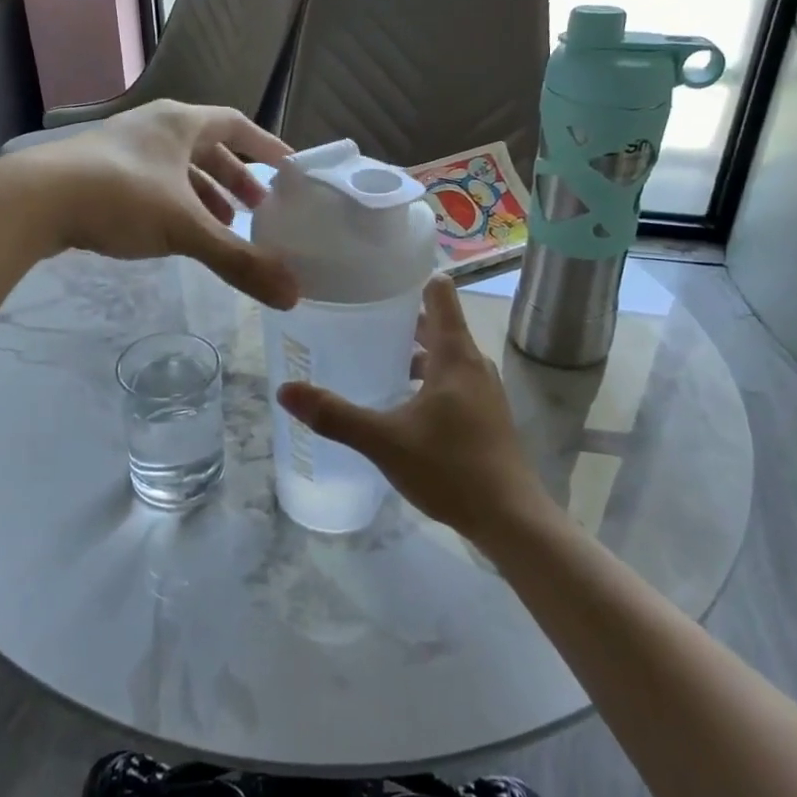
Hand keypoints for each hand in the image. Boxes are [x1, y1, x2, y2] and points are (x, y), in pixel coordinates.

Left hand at [2, 99, 298, 308]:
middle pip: (207, 148)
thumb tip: (294, 295)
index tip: (289, 170)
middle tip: (257, 210)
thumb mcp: (185, 230)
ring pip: (177, 168)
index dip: (265, 147)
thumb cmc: (119, 198)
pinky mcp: (97, 172)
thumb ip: (239, 261)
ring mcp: (122, 147)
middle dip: (235, 179)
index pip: (236, 125)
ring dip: (204, 195)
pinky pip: (152, 183)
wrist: (31, 200)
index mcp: (180, 123)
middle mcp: (153, 126)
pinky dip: (173, 205)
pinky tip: (173, 233)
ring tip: (222, 228)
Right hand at [278, 275, 552, 543]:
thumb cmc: (451, 468)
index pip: (439, 291)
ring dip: (412, 351)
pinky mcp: (485, 414)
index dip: (410, 278)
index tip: (374, 277)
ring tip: (371, 358)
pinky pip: (451, 379)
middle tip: (357, 317)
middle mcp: (473, 363)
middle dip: (399, 318)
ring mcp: (483, 389)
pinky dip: (426, 377)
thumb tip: (286, 390)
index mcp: (455, 354)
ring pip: (444, 354)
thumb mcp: (385, 441)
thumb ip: (335, 415)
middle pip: (437, 322)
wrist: (510, 519)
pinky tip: (400, 401)